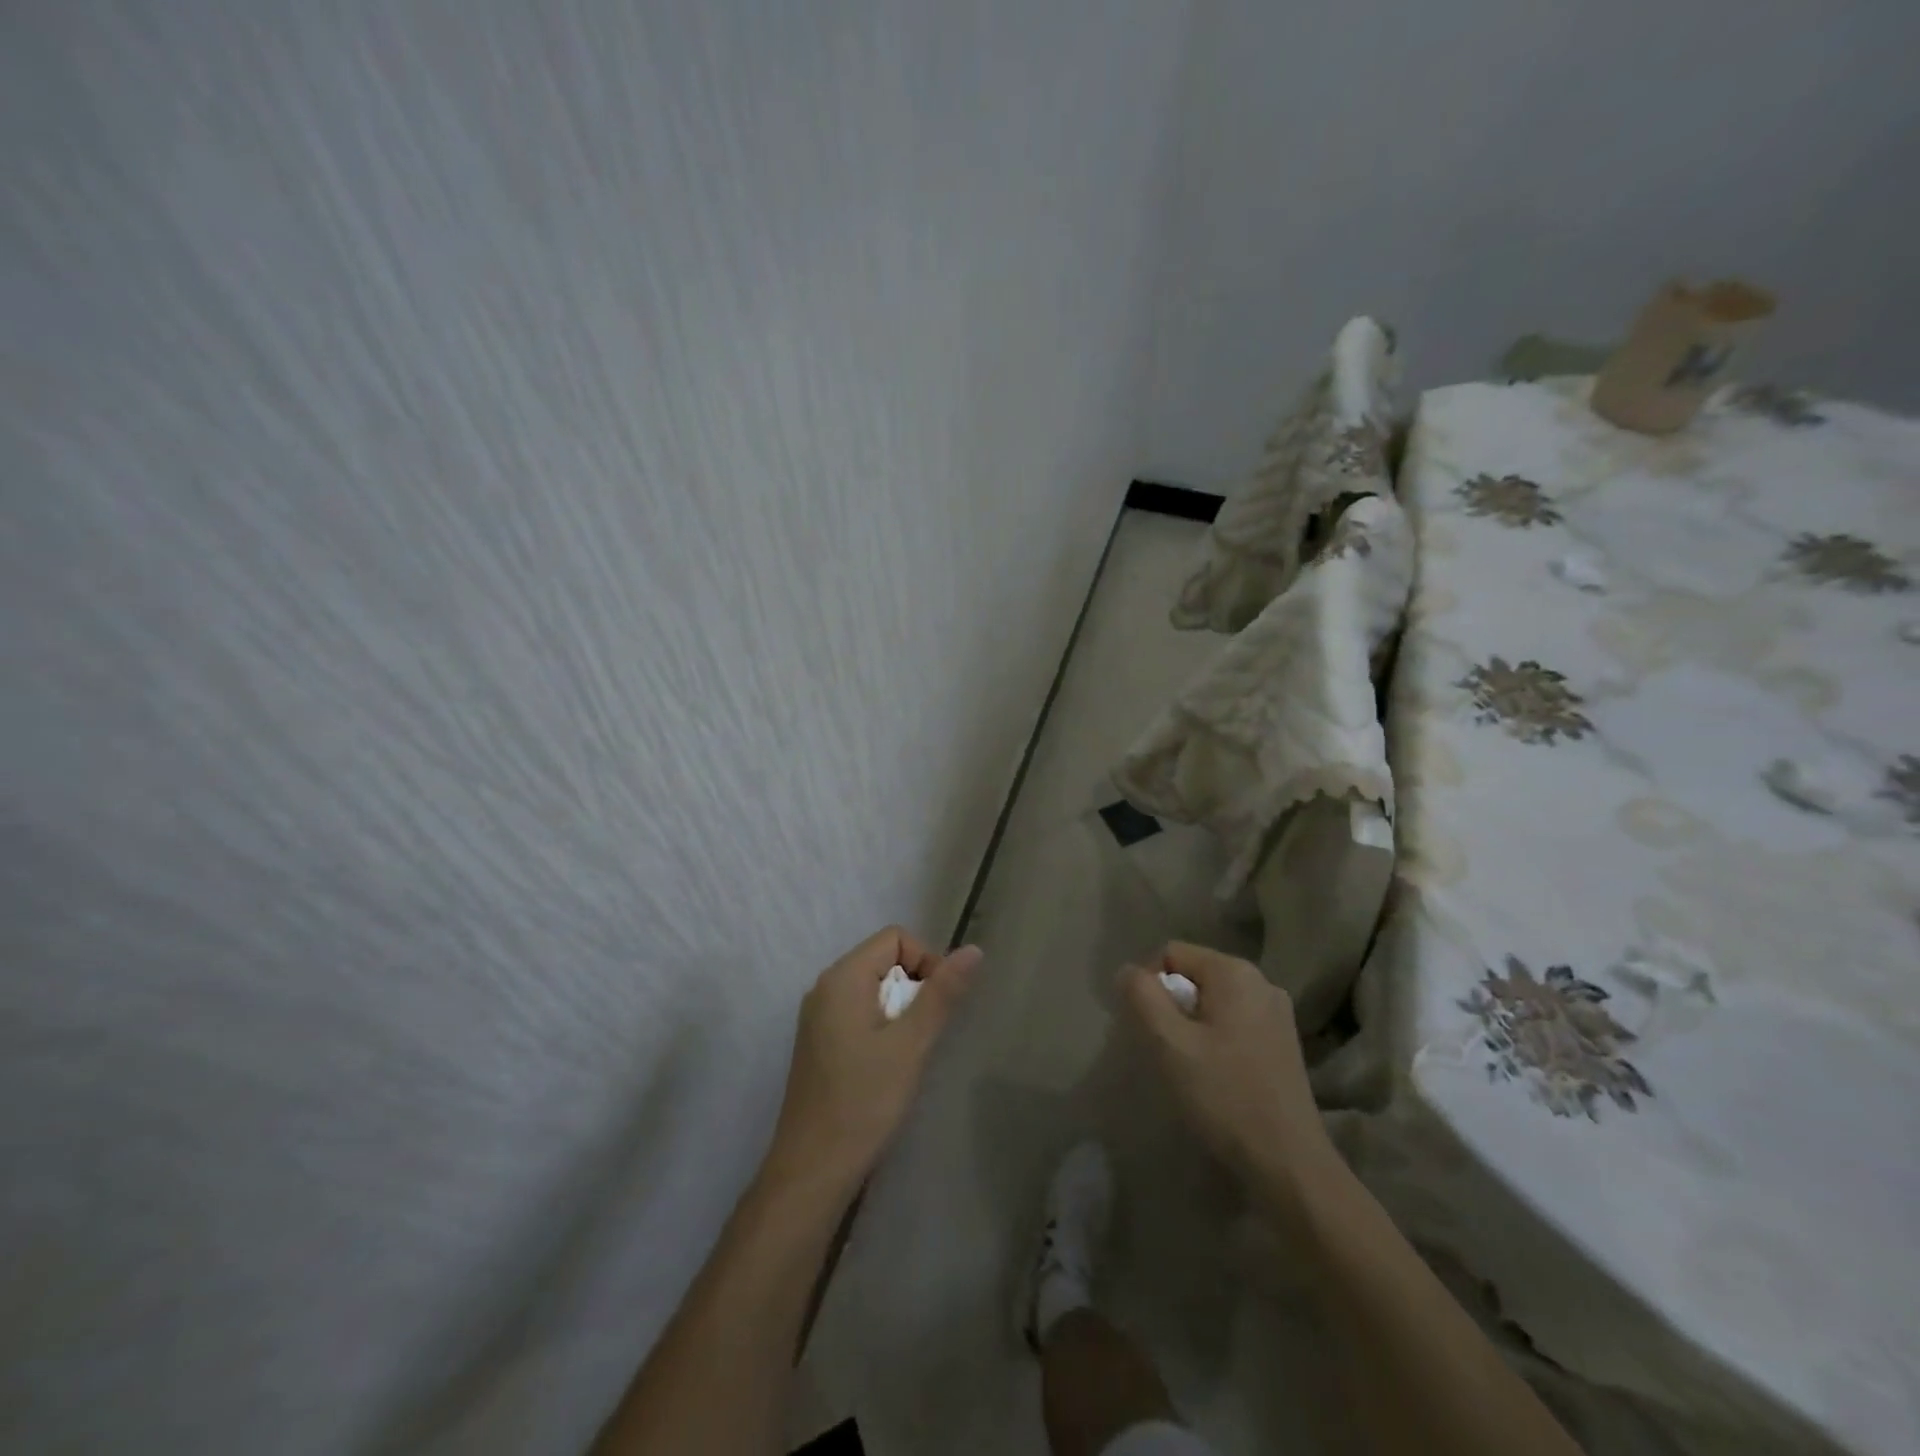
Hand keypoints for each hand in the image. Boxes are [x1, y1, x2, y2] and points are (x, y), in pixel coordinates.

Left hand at [763, 927, 983, 1194]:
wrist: (812, 1170)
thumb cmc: (864, 1102)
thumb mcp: (911, 1044)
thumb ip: (942, 993)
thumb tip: (973, 950)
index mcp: (842, 978)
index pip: (895, 938)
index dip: (926, 961)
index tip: (938, 1005)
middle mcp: (825, 987)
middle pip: (884, 960)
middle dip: (914, 988)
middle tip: (924, 1035)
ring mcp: (818, 1016)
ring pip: (873, 989)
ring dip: (900, 1011)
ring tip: (909, 1053)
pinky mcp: (819, 1043)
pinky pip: (859, 1013)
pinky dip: (882, 1027)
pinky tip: (888, 1066)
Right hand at [1121, 942, 1333, 1184]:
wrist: (1288, 1164)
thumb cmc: (1224, 1096)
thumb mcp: (1169, 1042)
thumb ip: (1141, 996)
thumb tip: (1128, 971)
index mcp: (1235, 972)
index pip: (1171, 953)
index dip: (1149, 983)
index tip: (1146, 1026)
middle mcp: (1262, 982)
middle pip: (1194, 975)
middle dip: (1171, 1005)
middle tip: (1164, 1048)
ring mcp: (1277, 1013)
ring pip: (1213, 1001)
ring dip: (1190, 1024)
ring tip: (1187, 1065)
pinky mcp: (1283, 1043)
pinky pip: (1233, 1022)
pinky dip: (1214, 1038)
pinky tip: (1213, 1075)